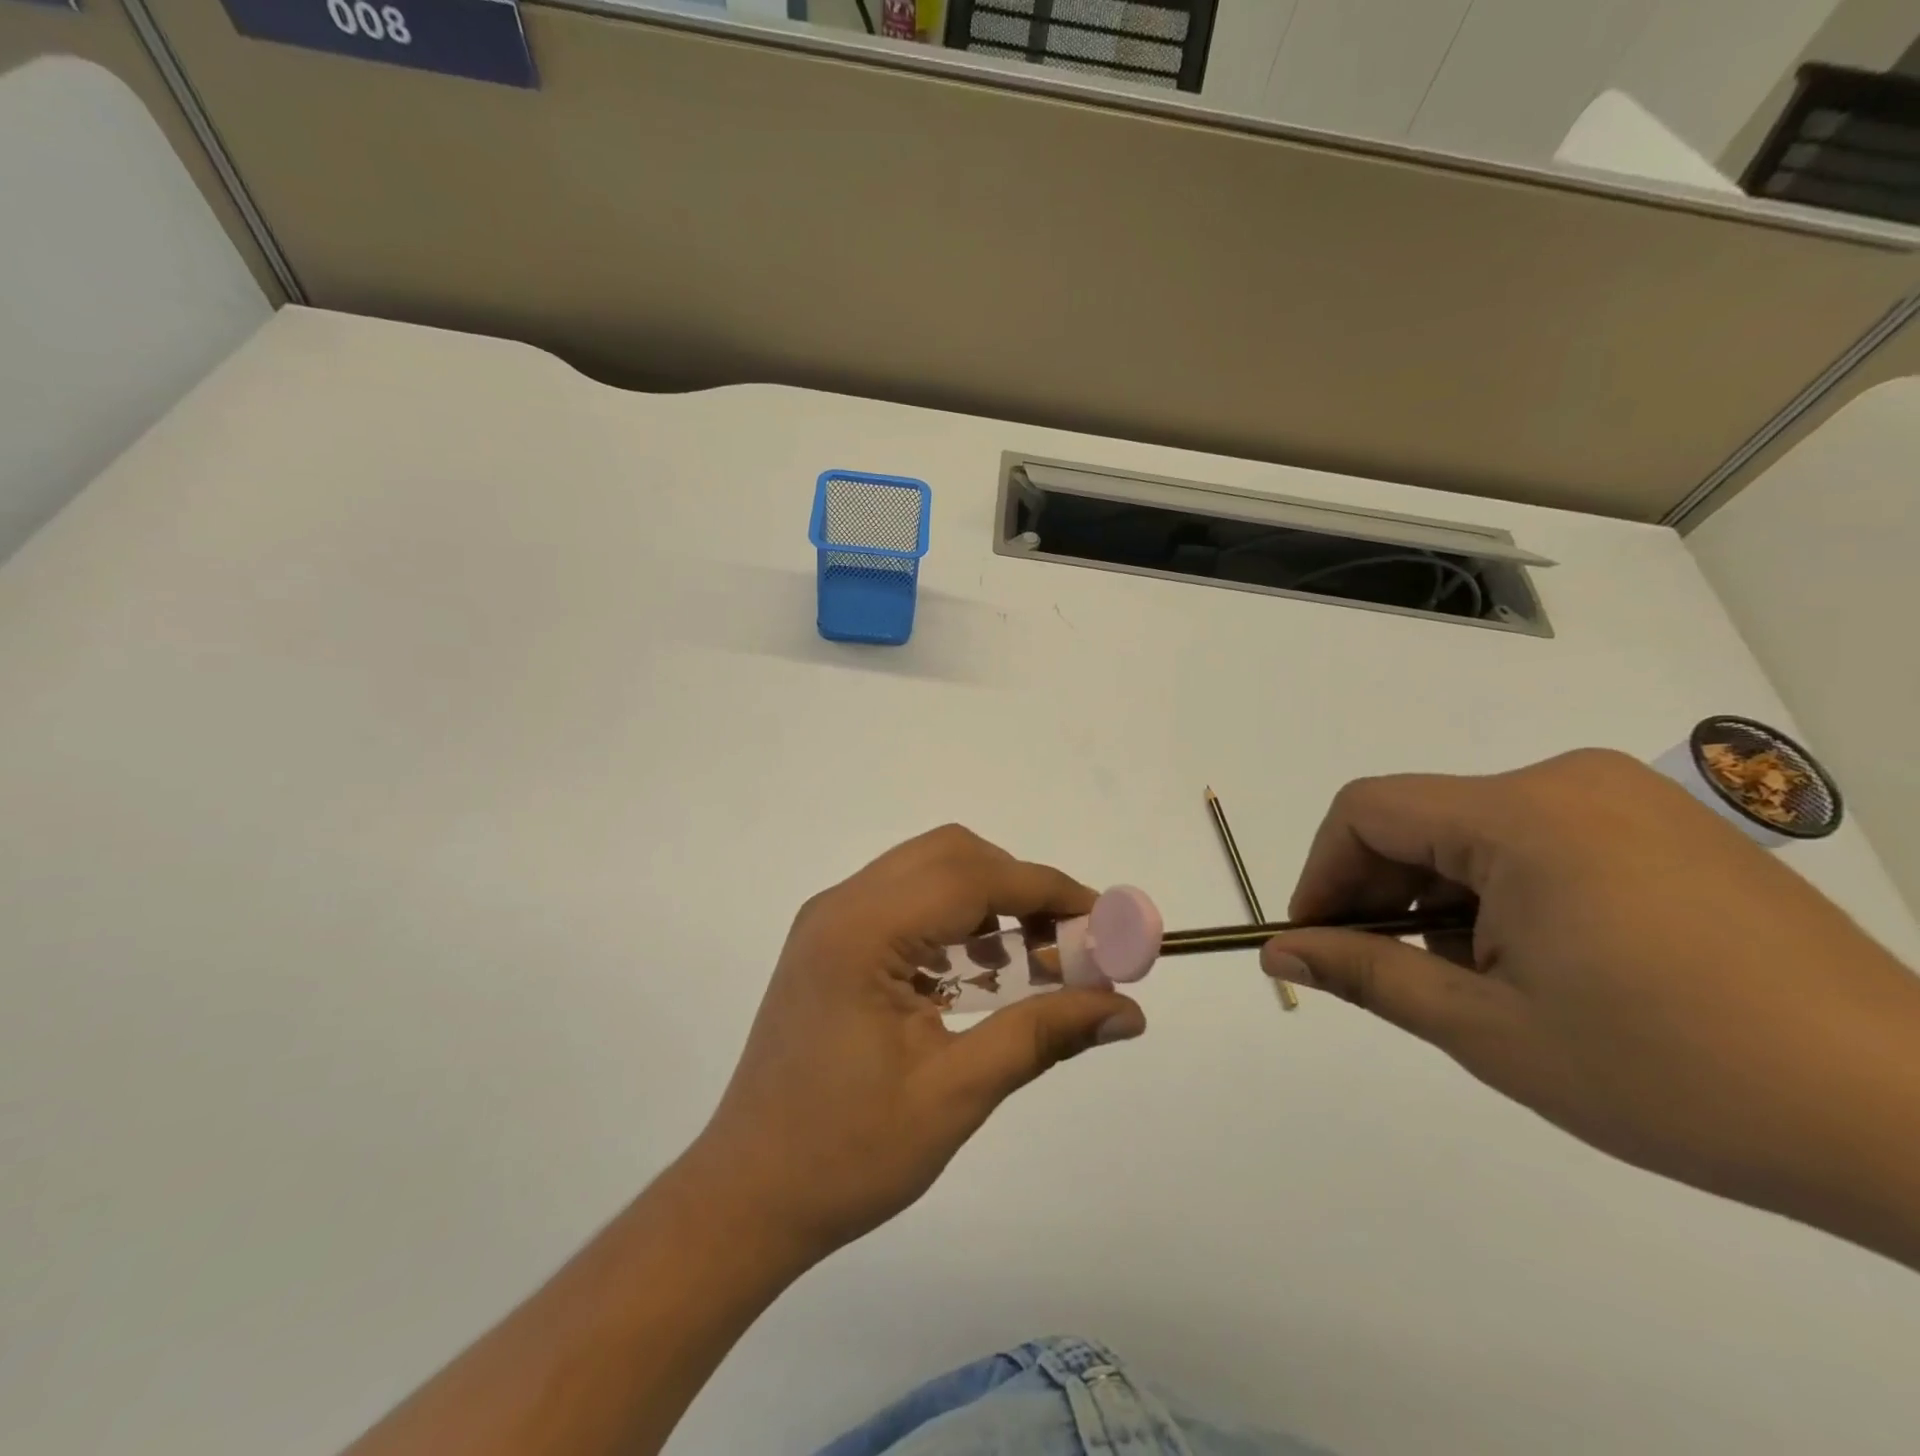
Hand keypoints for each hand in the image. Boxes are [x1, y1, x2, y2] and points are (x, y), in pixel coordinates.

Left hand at [687, 825, 1146, 1261]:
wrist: (746, 1197)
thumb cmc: (846, 1155)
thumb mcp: (955, 1095)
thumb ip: (1042, 1036)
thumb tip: (1127, 1011)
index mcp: (862, 931)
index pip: (974, 876)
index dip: (1048, 890)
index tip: (1105, 922)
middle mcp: (841, 905)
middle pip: (951, 856)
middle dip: (1020, 888)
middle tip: (1068, 944)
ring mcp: (829, 921)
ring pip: (928, 872)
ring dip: (988, 901)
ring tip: (1034, 960)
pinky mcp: (829, 944)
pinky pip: (905, 903)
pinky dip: (954, 920)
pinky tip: (980, 973)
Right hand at [1263, 749, 1919, 1266]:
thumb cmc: (1677, 1076)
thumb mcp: (1490, 1029)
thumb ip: (1367, 974)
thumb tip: (1279, 951)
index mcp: (1523, 814)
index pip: (1367, 811)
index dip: (1322, 873)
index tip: (1317, 940)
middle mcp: (1571, 783)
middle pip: (1421, 818)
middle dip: (1381, 892)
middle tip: (1385, 972)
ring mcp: (1629, 801)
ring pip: (1477, 832)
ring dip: (1443, 898)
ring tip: (1473, 983)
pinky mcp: (1671, 829)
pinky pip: (1541, 840)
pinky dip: (1504, 892)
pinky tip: (1538, 964)